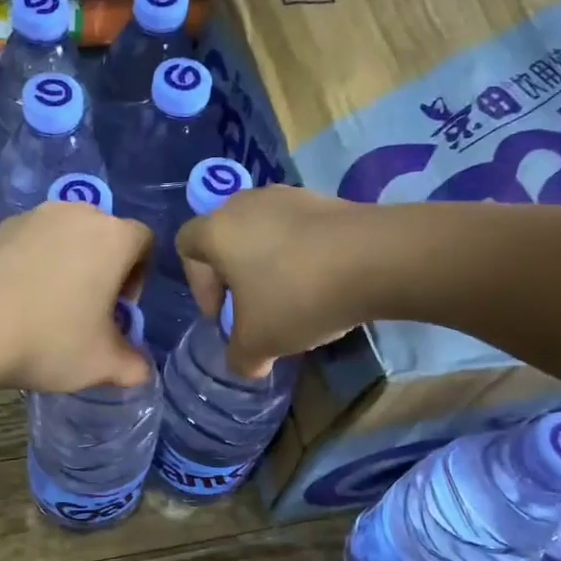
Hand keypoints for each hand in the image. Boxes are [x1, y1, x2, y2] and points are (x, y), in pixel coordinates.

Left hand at [0, 201, 154, 392]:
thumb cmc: (49, 340)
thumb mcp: (102, 364)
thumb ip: (133, 366)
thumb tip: (143, 371)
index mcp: (113, 237)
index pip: (144, 242)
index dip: (140, 277)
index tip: (120, 310)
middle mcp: (76, 214)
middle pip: (104, 236)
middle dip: (103, 270)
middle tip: (89, 312)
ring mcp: (32, 217)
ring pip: (65, 238)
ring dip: (67, 266)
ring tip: (50, 308)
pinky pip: (31, 243)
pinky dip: (34, 265)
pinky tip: (18, 302)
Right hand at [177, 185, 374, 375]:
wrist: (375, 259)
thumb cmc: (296, 297)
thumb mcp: (258, 343)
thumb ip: (239, 357)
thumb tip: (246, 364)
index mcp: (217, 231)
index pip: (186, 246)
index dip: (198, 285)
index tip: (223, 314)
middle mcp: (246, 204)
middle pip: (225, 238)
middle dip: (234, 276)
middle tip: (254, 308)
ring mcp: (289, 196)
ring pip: (263, 233)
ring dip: (269, 265)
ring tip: (293, 298)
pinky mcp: (326, 200)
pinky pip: (298, 230)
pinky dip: (301, 256)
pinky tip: (323, 284)